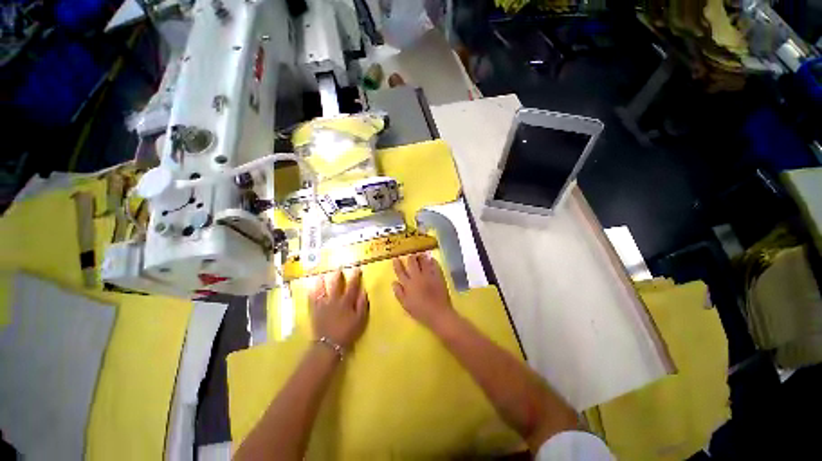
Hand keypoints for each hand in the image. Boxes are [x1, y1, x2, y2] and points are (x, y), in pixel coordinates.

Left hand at [309, 269, 368, 348]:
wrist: (329, 345)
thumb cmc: (348, 332)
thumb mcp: (360, 319)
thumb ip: (362, 304)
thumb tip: (363, 291)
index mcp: (346, 302)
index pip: (352, 285)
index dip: (355, 276)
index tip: (356, 268)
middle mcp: (334, 300)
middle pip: (335, 284)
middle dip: (337, 275)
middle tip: (338, 268)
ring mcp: (323, 305)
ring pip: (321, 289)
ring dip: (321, 281)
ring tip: (321, 275)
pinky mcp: (315, 311)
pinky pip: (312, 300)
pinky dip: (311, 293)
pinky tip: (310, 288)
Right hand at [392, 253, 455, 329]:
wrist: (438, 313)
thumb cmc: (420, 311)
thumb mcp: (406, 305)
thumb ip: (399, 293)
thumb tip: (394, 282)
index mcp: (408, 284)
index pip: (400, 271)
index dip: (397, 264)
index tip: (395, 258)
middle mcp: (417, 277)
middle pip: (412, 263)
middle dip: (410, 257)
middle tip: (410, 256)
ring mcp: (428, 275)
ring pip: (423, 261)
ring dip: (421, 256)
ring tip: (420, 254)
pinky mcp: (438, 276)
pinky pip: (434, 265)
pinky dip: (432, 260)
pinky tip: (431, 259)